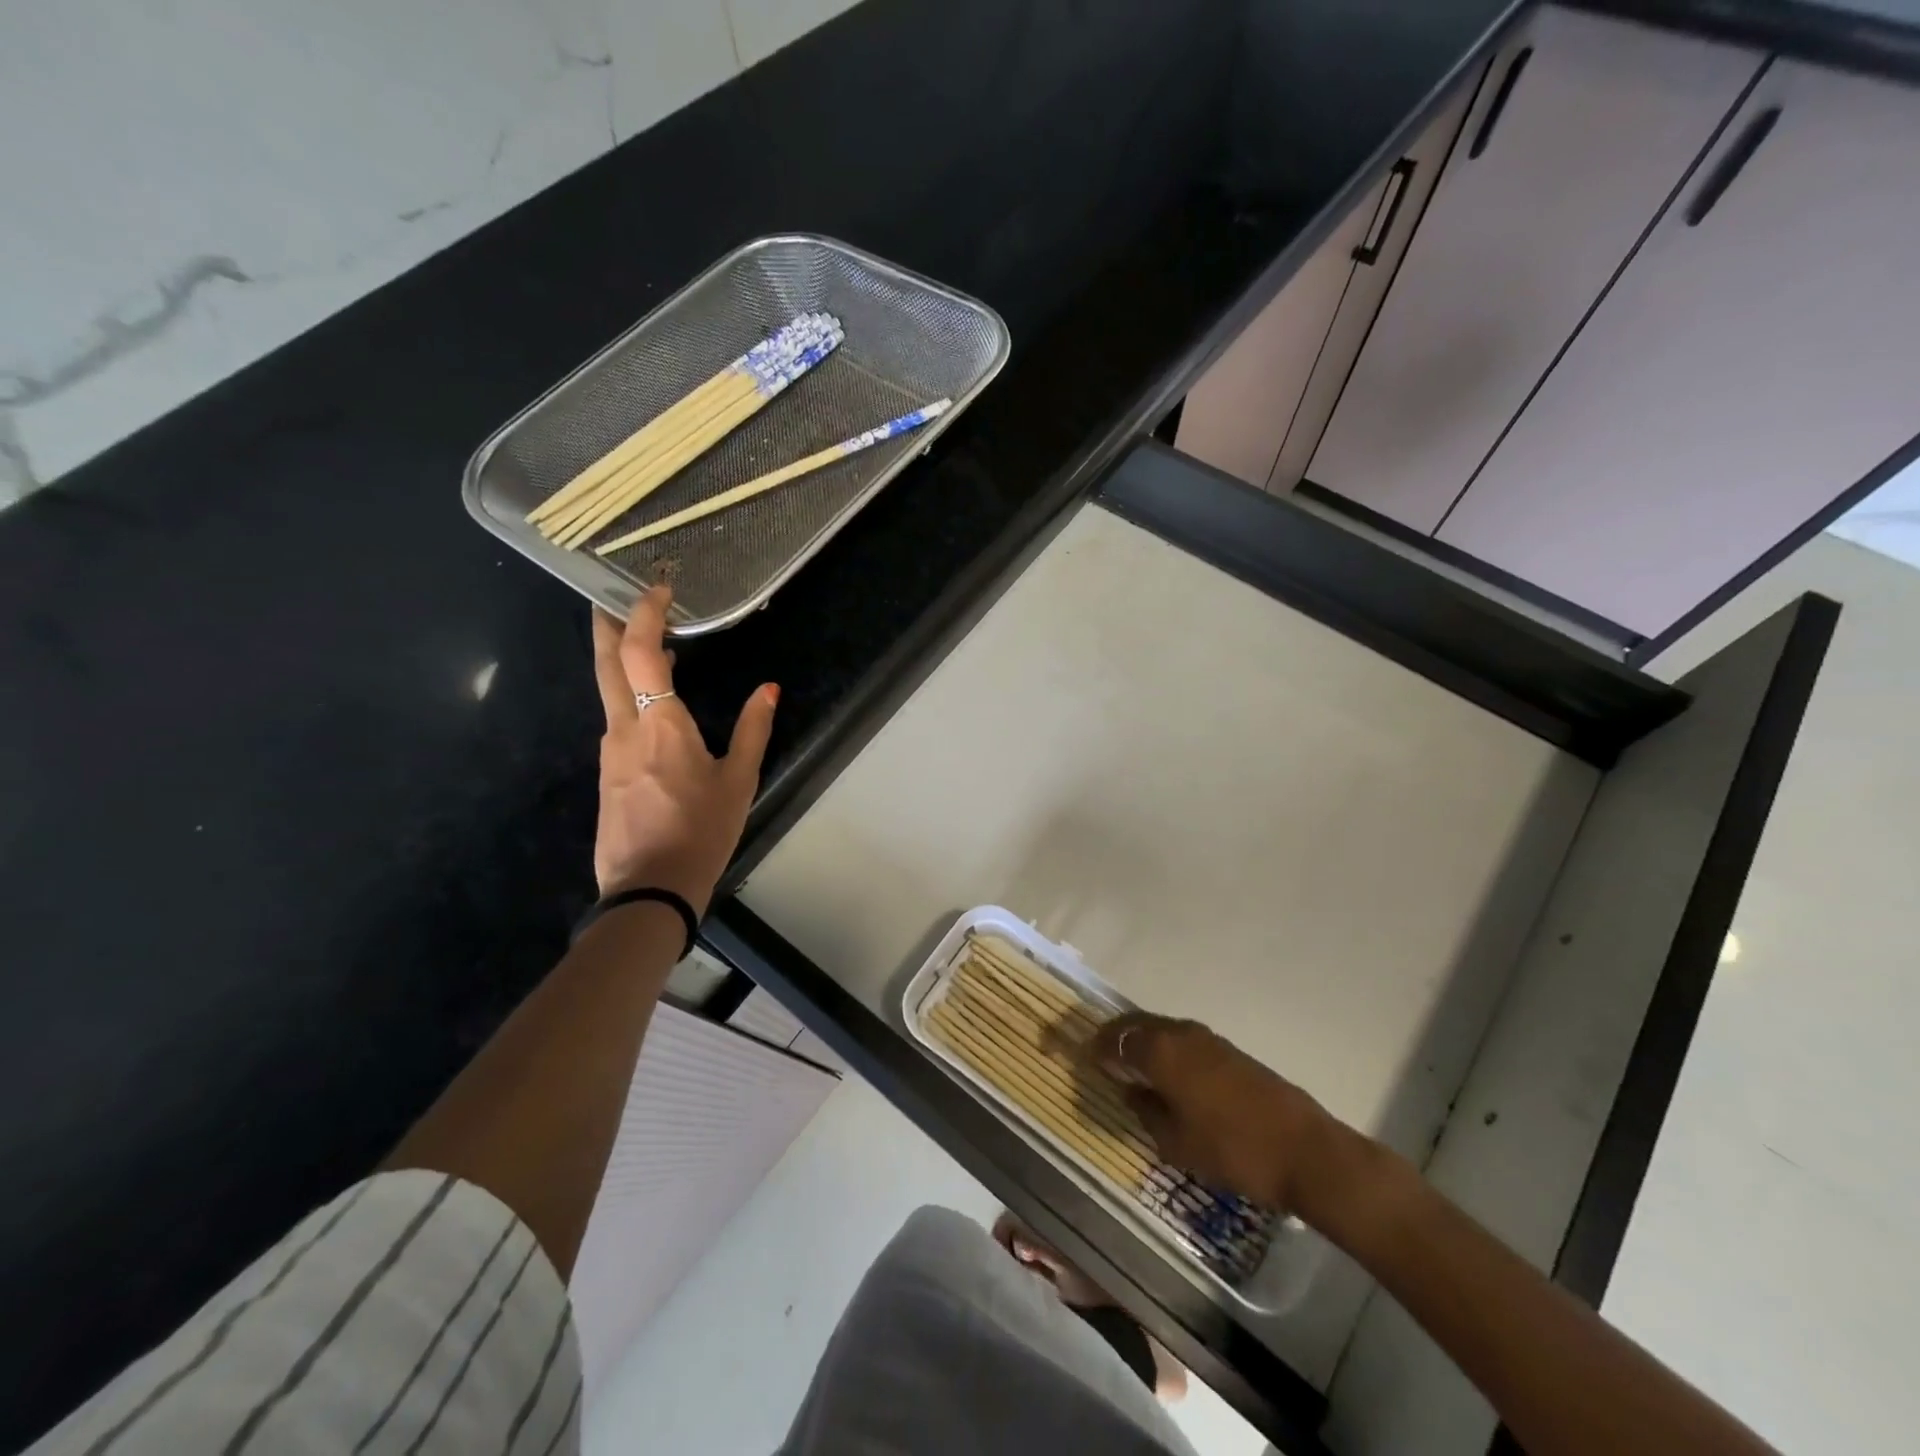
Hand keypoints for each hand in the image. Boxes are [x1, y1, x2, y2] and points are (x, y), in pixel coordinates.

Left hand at [589, 586, 777, 913]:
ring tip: (650, 647)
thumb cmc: (701, 832)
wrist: (648, 890)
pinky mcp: (607, 774)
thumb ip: (753, 730)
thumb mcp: (739, 781)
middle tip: (613, 594)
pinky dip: (630, 697)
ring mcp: (609, 752)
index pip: (642, 652)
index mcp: (660, 724)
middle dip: (608, 623)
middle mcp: (624, 728)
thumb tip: (768, 689)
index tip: (658, 589)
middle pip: (607, 662)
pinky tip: (651, 706)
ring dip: (623, 661)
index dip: (645, 613)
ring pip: (609, 692)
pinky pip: (617, 721)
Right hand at [1089, 1014, 1335, 1213]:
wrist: (1305, 1151)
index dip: (1096, 1047)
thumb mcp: (1175, 1142)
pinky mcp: (1229, 1051)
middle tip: (1100, 1056)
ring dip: (1142, 1042)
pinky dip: (1165, 1049)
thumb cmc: (1232, 1149)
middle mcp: (1181, 1033)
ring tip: (1130, 1066)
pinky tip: (1167, 1075)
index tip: (1082, 1059)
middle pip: (1137, 1025)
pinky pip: (1183, 1040)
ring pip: (1161, 1029)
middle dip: (1116, 1037)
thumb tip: (1131, 1091)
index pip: (1116, 1038)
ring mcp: (1208, 1039)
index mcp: (1161, 1050)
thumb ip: (1145, 1111)